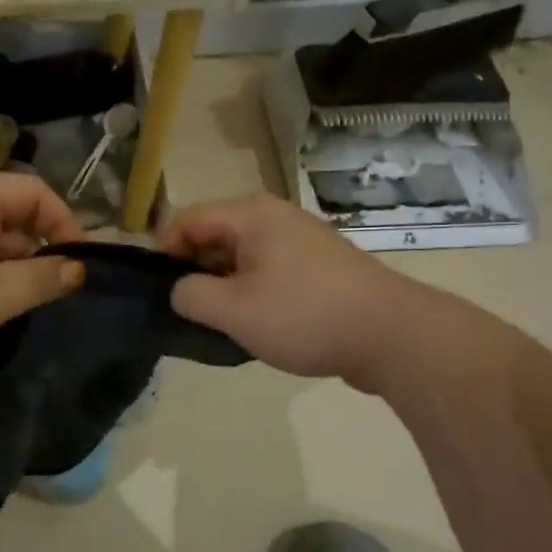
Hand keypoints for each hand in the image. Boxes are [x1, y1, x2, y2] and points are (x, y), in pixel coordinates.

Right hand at [160, 194, 400, 380]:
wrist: (392, 335)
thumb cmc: (304, 315)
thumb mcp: (233, 310)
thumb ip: (190, 296)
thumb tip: (180, 290)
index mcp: (251, 215)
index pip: (187, 219)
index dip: (164, 252)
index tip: (159, 291)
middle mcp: (276, 218)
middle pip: (215, 236)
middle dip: (195, 272)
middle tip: (190, 313)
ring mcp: (301, 242)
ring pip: (242, 258)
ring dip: (225, 287)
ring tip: (222, 324)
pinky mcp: (319, 268)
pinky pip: (270, 273)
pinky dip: (254, 294)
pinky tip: (258, 326)